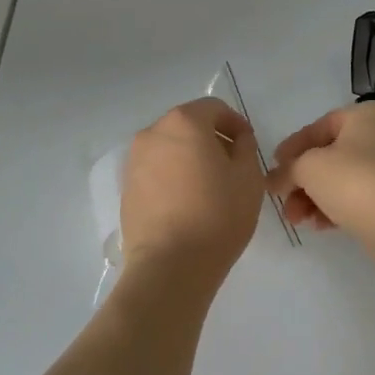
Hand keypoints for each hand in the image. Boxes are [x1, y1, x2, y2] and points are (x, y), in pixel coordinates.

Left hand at [120, 97, 266, 293]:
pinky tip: (187, 203)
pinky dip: (172, 176)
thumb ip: (245, 147)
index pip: (214, 108)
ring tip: (209, 187)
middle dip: (211, 139)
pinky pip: (155, 170)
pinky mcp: (126, 188)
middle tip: (231, 166)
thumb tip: (236, 139)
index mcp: (184, 122)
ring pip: (169, 148)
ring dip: (189, 157)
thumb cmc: (216, 215)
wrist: (169, 266)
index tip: (248, 145)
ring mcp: (134, 161)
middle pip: (188, 125)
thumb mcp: (248, 177)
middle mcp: (153, 133)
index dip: (235, 123)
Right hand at [268, 102, 374, 239]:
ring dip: (315, 198)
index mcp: (367, 114)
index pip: (320, 126)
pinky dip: (337, 208)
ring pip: (344, 179)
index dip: (292, 148)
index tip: (274, 168)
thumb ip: (287, 170)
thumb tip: (273, 180)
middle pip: (331, 156)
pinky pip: (361, 197)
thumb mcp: (308, 168)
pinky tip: (320, 226)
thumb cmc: (353, 180)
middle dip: (302, 181)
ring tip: (298, 220)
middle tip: (283, 201)